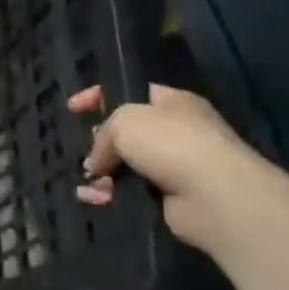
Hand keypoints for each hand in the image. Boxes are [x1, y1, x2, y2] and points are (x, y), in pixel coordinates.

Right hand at [67, 84, 280, 253]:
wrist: (215, 196)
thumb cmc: (171, 143)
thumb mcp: (125, 121)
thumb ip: (103, 134)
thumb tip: (96, 163)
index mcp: (172, 102)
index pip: (129, 91)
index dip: (99, 96)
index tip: (73, 107)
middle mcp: (176, 131)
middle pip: (126, 131)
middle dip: (99, 141)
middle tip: (86, 149)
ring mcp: (175, 166)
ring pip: (125, 164)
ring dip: (102, 173)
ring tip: (89, 181)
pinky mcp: (170, 198)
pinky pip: (131, 192)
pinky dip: (111, 195)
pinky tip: (96, 199)